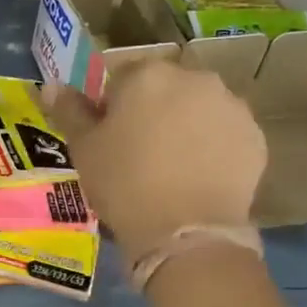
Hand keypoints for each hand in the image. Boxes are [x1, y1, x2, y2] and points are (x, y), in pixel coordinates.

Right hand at [42, 61, 266, 261]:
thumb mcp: (84, 148)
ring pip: (198, 107)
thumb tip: (52, 86)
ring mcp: (230, 106)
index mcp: (147, 75)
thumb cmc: (123, 183)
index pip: (121, 78)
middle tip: (138, 151)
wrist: (185, 231)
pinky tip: (197, 175)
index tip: (108, 137)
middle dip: (152, 110)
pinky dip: (211, 145)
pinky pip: (224, 132)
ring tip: (171, 165)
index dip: (111, 106)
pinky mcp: (254, 136)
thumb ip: (69, 111)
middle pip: (164, 88)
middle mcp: (194, 78)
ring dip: (184, 124)